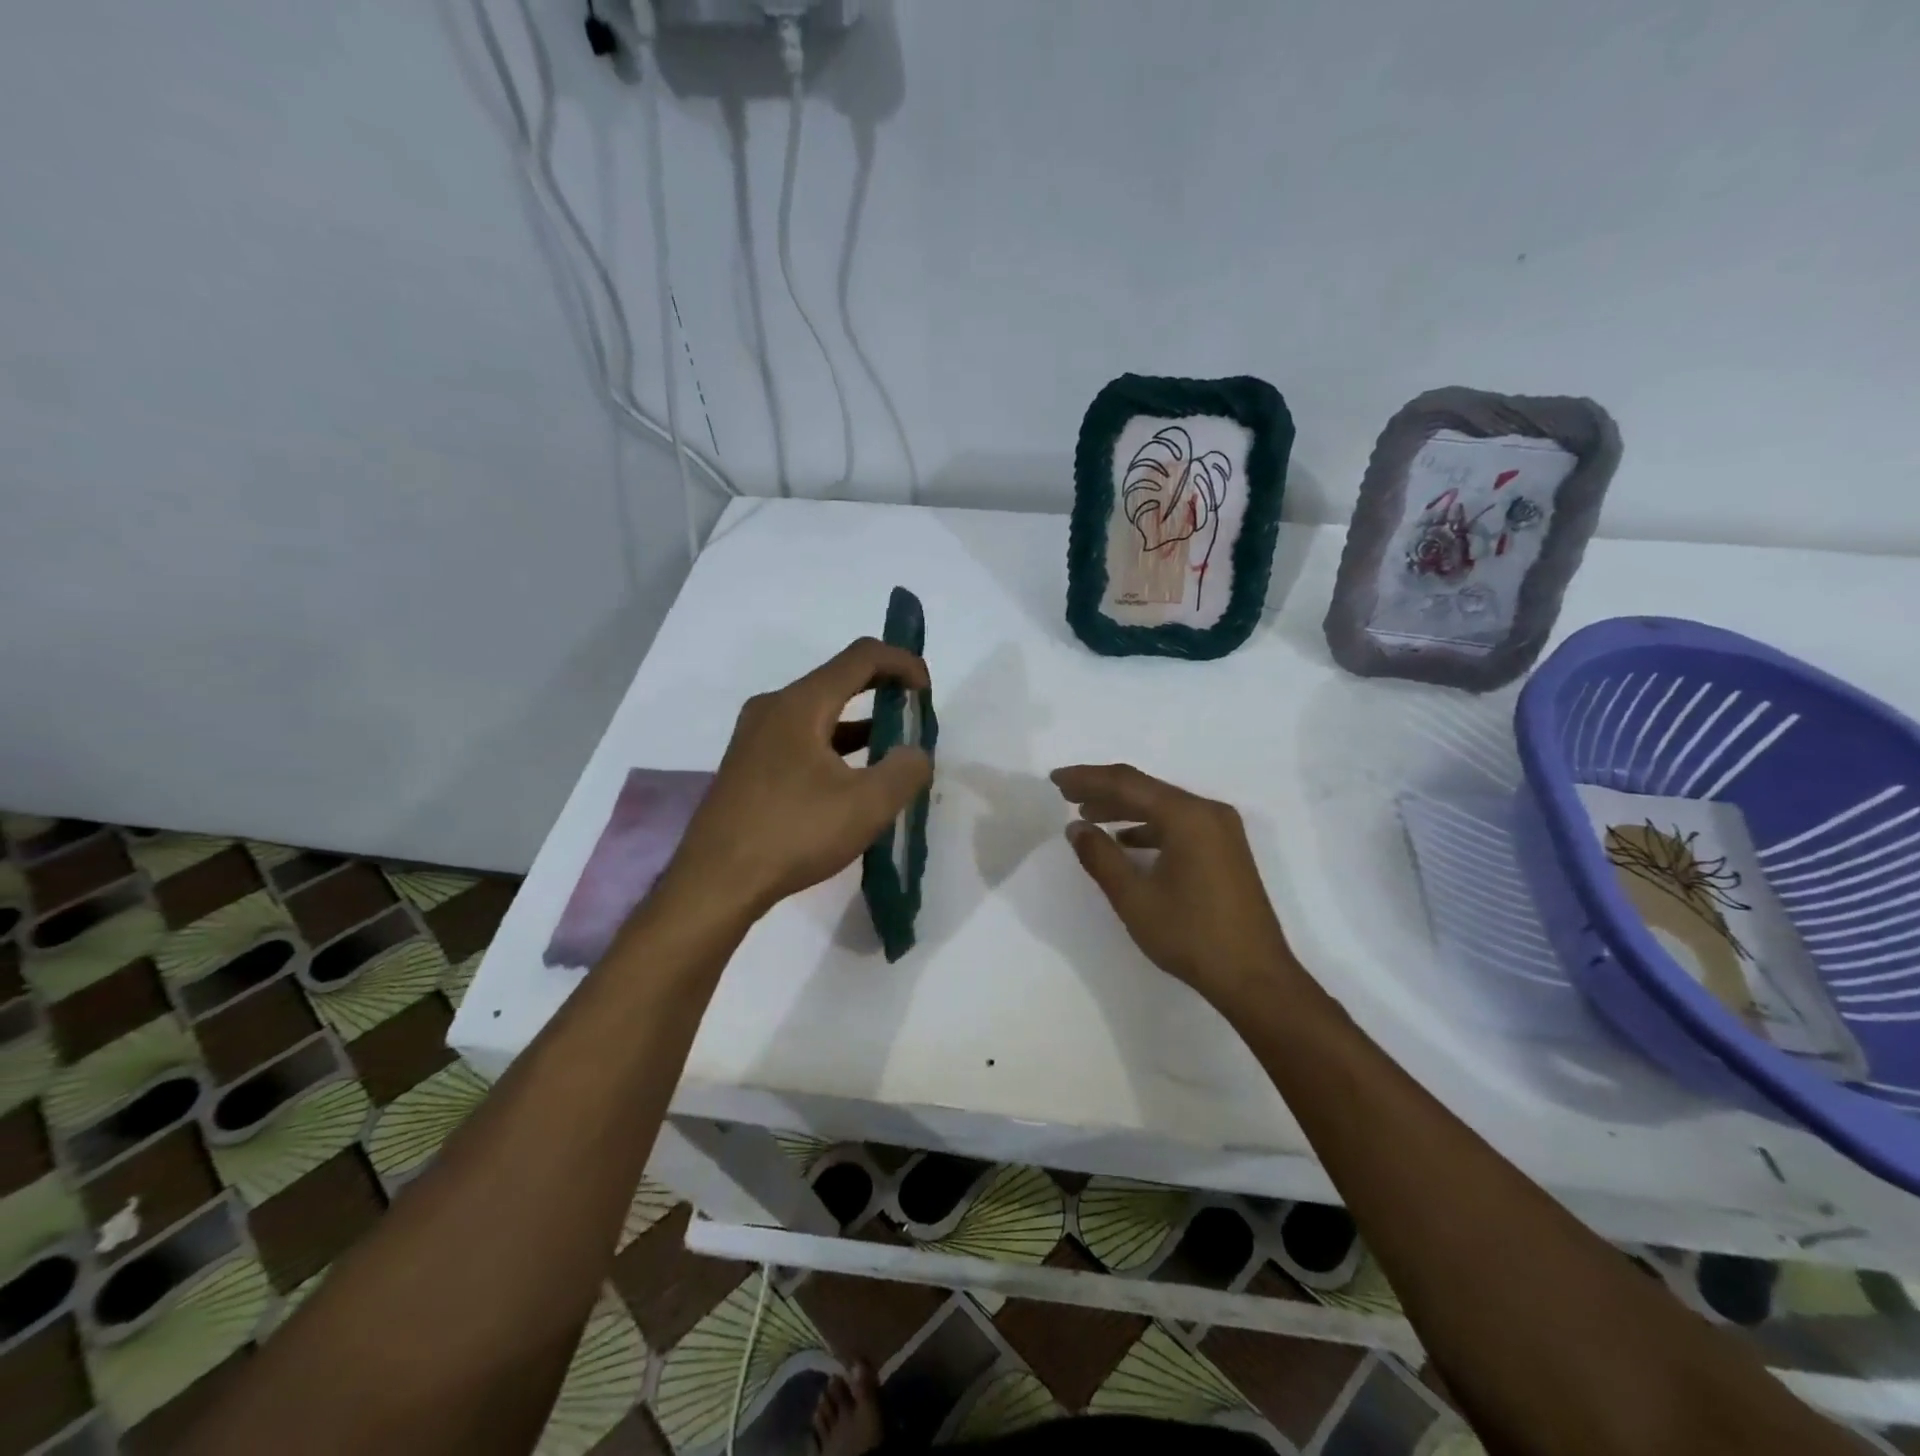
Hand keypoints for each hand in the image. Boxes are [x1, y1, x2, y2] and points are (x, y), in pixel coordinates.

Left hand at [669, 638, 932, 918]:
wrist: (715, 881)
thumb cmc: (793, 833)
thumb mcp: (867, 805)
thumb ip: (905, 770)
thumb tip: (915, 754)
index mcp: (801, 704)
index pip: (861, 657)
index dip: (902, 662)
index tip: (927, 692)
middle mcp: (773, 708)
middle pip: (838, 680)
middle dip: (883, 691)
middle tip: (913, 716)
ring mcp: (755, 737)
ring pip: (819, 713)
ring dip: (859, 723)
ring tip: (891, 751)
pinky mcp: (748, 765)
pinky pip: (801, 738)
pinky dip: (834, 746)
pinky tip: (851, 780)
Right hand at [1051, 763, 1302, 1010]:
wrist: (1255, 978)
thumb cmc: (1191, 935)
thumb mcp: (1134, 898)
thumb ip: (1100, 857)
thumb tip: (1076, 827)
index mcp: (1187, 816)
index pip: (1127, 783)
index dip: (1087, 778)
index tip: (1055, 778)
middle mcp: (1208, 812)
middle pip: (1146, 789)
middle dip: (1103, 790)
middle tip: (1065, 793)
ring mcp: (1221, 830)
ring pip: (1162, 806)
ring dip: (1124, 808)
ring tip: (1087, 815)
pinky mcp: (1225, 849)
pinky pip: (1179, 824)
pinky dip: (1148, 827)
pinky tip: (1126, 841)